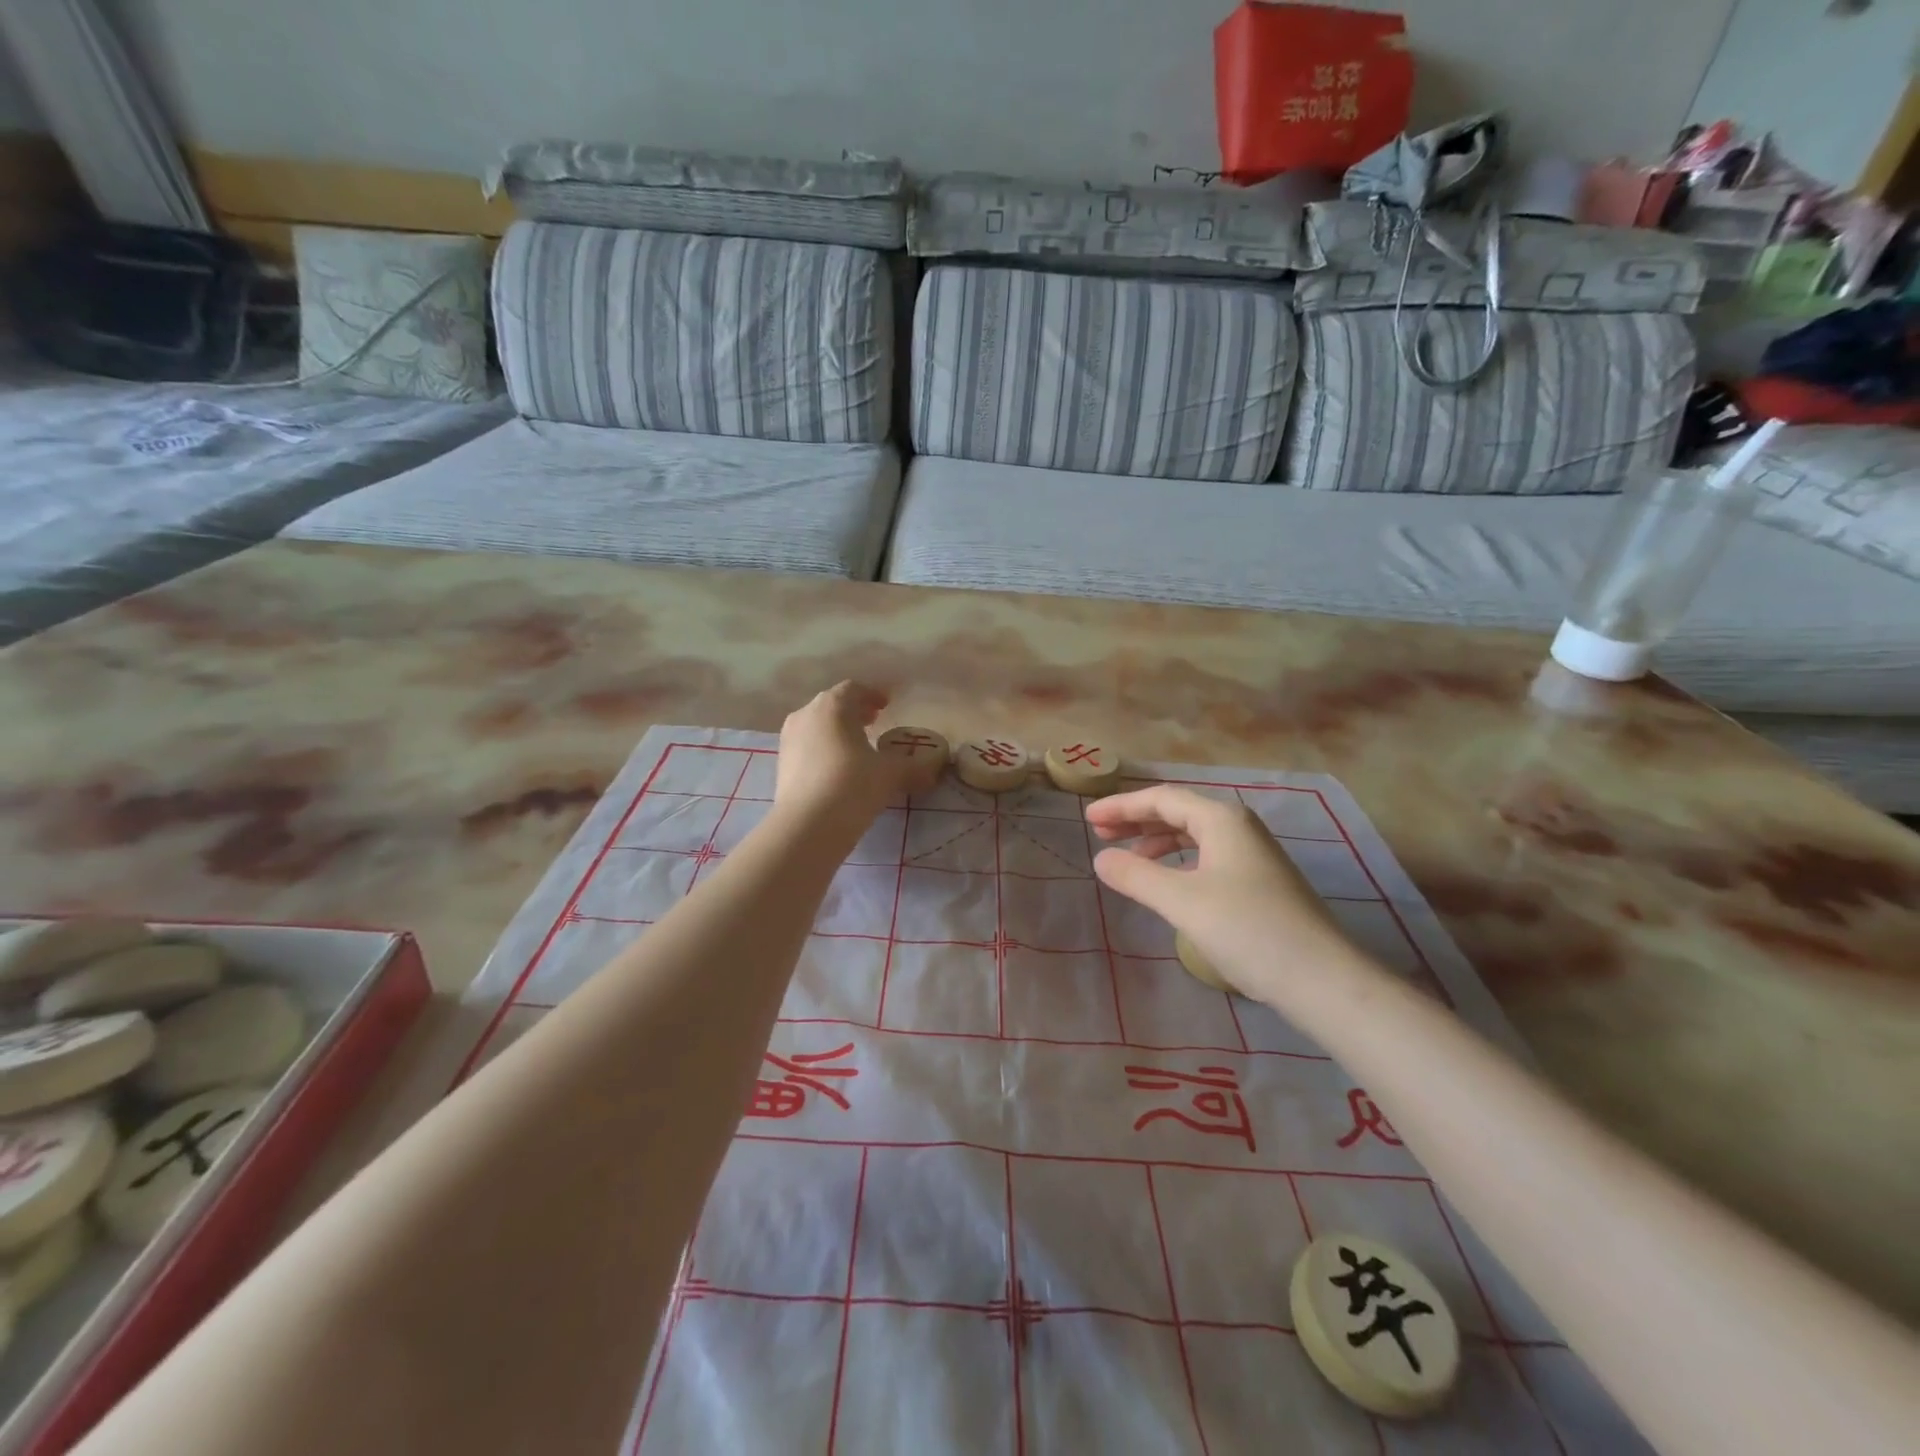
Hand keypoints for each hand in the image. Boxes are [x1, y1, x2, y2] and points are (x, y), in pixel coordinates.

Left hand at [774, 682, 939, 828]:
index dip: (872, 694)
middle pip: (833, 705)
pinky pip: (807, 746)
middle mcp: (806, 714)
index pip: (854, 689)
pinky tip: (838, 768)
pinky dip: (824, 748)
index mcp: (833, 706)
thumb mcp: (891, 774)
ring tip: (857, 745)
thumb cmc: (852, 786)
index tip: (887, 705)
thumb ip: (914, 766)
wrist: (806, 827)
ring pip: (817, 725)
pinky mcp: (781, 764)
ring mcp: (789, 739)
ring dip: (838, 730)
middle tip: (874, 721)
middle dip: (855, 711)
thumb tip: (934, 766)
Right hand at [1086, 785, 1357, 1001]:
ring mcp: (1253, 854)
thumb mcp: (1181, 900)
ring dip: (1156, 841)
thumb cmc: (1247, 930)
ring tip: (1127, 858)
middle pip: (1178, 811)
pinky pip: (1207, 856)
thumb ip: (1136, 875)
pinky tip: (1168, 882)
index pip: (1161, 798)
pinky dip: (1178, 861)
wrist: (1321, 979)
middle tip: (1100, 833)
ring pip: (1194, 835)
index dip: (1121, 806)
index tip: (1088, 819)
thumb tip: (1100, 859)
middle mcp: (1238, 827)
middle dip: (1136, 820)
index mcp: (1221, 819)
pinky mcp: (1260, 882)